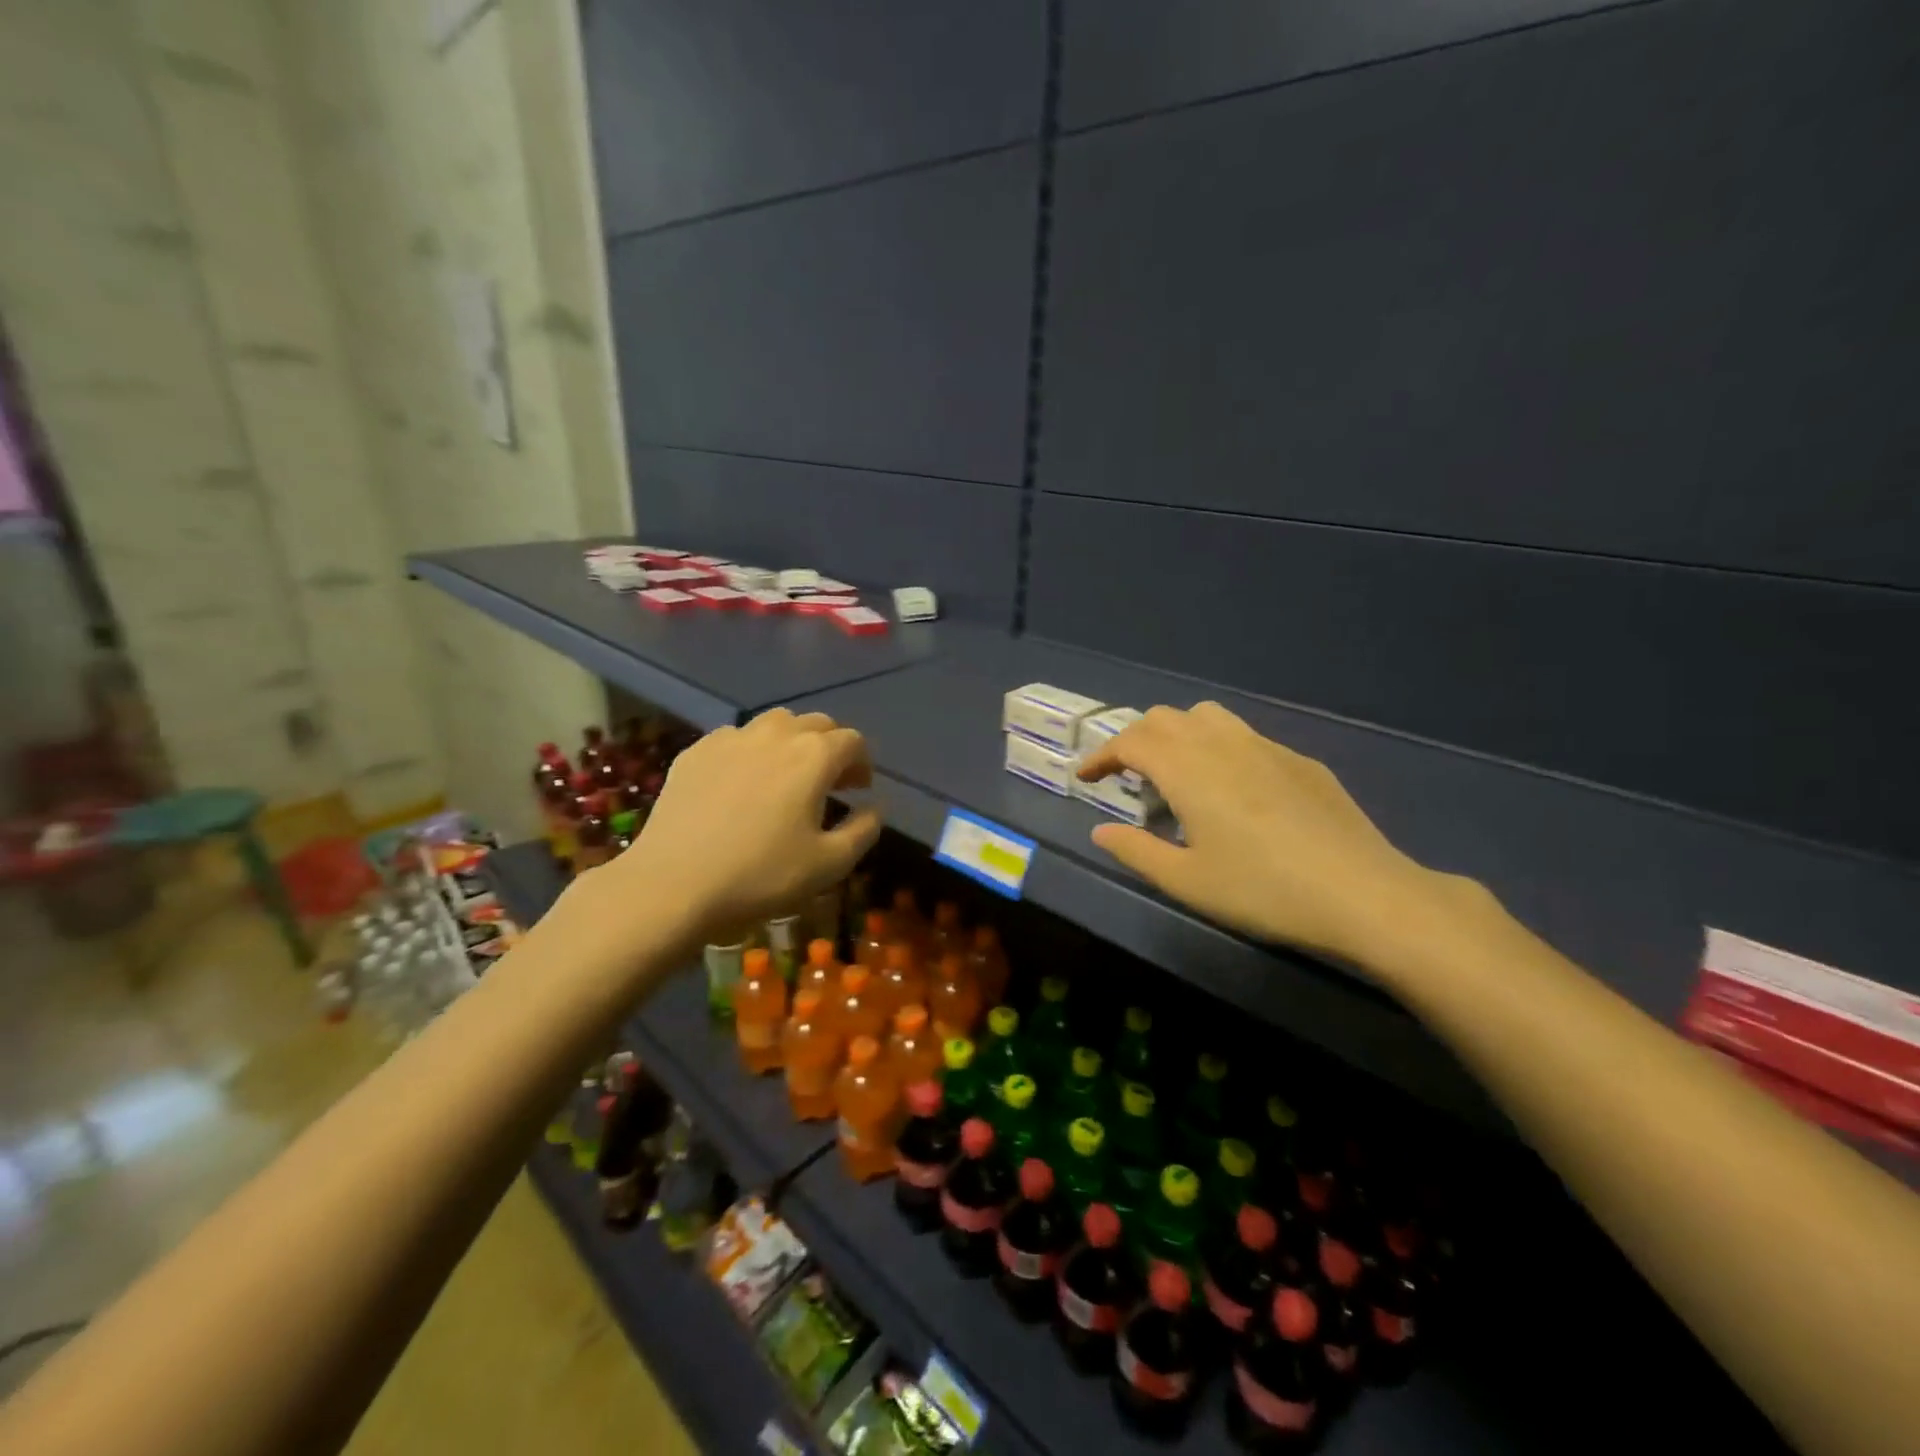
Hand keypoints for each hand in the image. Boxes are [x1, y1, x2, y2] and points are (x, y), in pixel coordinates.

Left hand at [590, 709, 880, 948]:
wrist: (673, 884)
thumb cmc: (761, 876)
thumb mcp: (830, 864)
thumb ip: (863, 830)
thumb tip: (875, 808)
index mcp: (814, 756)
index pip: (852, 741)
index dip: (862, 762)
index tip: (858, 789)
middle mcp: (776, 735)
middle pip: (816, 723)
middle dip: (830, 747)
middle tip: (828, 782)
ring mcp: (731, 738)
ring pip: (774, 723)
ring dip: (791, 742)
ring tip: (786, 775)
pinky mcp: (695, 751)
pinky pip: (735, 738)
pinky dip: (750, 751)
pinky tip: (741, 783)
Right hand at [1077, 702, 1468, 969]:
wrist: (1362, 893)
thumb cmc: (1262, 890)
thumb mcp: (1187, 881)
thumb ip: (1136, 851)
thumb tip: (1101, 832)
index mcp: (1188, 769)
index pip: (1131, 741)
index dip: (1102, 754)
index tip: (1087, 777)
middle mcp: (1222, 744)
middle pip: (1165, 718)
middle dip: (1136, 740)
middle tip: (1128, 777)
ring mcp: (1266, 747)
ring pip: (1207, 716)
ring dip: (1178, 734)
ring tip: (1177, 774)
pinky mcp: (1299, 761)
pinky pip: (1245, 736)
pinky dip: (1219, 748)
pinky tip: (1234, 790)